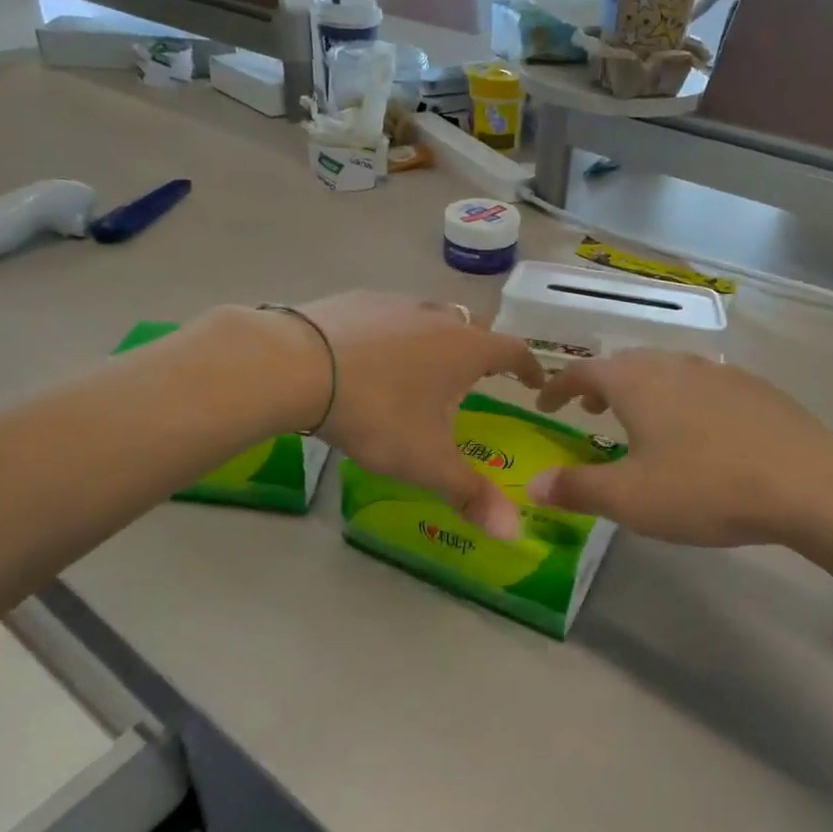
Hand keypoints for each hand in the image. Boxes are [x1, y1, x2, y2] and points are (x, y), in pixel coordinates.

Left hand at [284, 293, 544, 538]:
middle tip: (477, 377)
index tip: (534, 381)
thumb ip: (470, 493)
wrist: (298, 365)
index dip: (529, 367)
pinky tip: (373, 357)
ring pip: (432, 317)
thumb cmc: (377, 412)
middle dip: (482, 350)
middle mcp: (438, 317)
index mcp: (466, 349)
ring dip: (437, 340)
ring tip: (425, 369)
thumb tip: (513, 532)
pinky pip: (392, 316)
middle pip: (474, 327)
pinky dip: (395, 334)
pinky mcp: (358, 299)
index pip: (513, 351)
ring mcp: (397, 303)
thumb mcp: (425, 460)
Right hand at [524, 350, 832, 555]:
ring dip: (641, 391)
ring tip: (640, 421)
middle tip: (589, 412)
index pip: (582, 372)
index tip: (543, 403)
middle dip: (600, 386)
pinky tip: (696, 431)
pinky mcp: (753, 388)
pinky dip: (679, 399)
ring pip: (665, 372)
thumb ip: (577, 488)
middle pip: (624, 365)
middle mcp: (673, 364)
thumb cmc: (705, 486)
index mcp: (636, 382)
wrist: (808, 482)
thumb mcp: (630, 498)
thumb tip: (532, 485)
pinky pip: (700, 385)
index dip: (558, 386)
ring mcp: (717, 372)